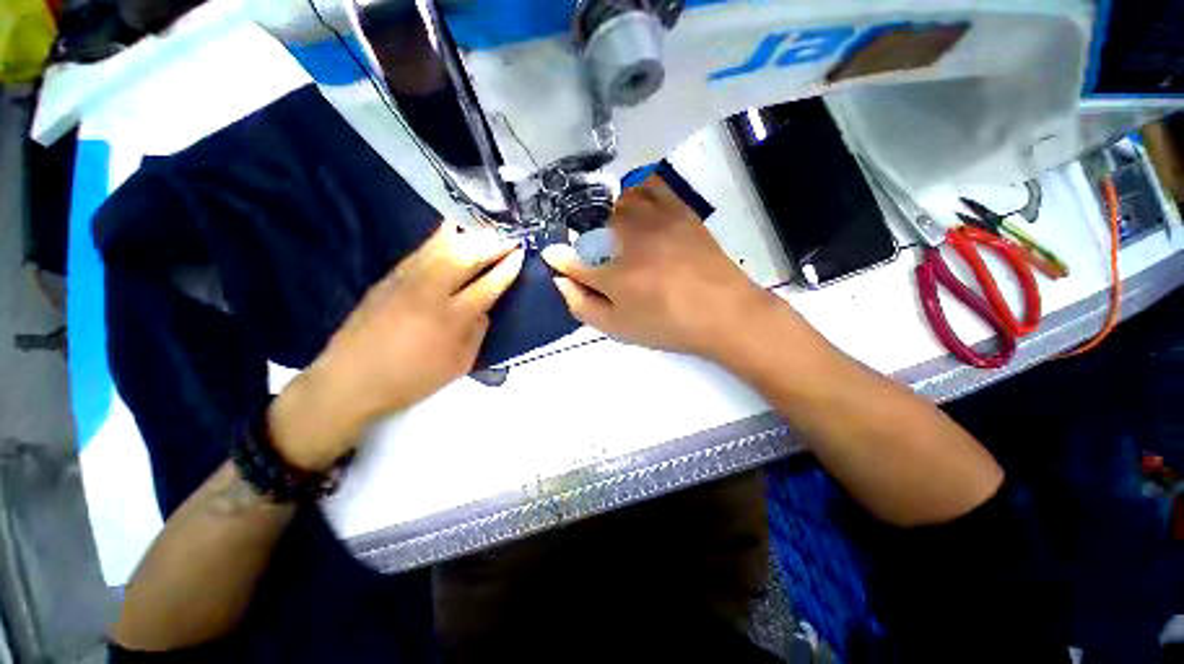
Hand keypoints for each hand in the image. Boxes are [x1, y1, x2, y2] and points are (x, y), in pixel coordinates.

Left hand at [269, 222, 523, 470]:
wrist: (351, 380)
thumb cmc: (412, 379)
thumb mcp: (459, 365)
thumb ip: (477, 333)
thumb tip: (485, 310)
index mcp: (452, 319)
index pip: (487, 285)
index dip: (506, 268)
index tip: (520, 253)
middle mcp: (430, 292)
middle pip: (466, 258)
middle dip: (491, 244)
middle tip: (509, 235)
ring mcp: (406, 281)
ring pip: (441, 248)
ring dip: (468, 235)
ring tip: (486, 226)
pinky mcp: (388, 278)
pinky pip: (420, 252)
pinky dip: (439, 238)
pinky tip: (450, 229)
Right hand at [542, 176, 779, 359]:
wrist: (724, 312)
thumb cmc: (669, 325)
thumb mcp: (620, 329)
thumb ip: (583, 306)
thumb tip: (560, 280)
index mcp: (614, 276)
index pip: (574, 262)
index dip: (560, 259)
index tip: (551, 255)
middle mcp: (630, 241)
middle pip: (595, 226)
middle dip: (589, 238)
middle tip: (597, 252)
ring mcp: (657, 221)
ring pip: (620, 201)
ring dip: (612, 214)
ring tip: (619, 232)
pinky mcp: (681, 212)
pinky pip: (652, 187)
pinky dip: (639, 192)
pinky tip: (640, 209)